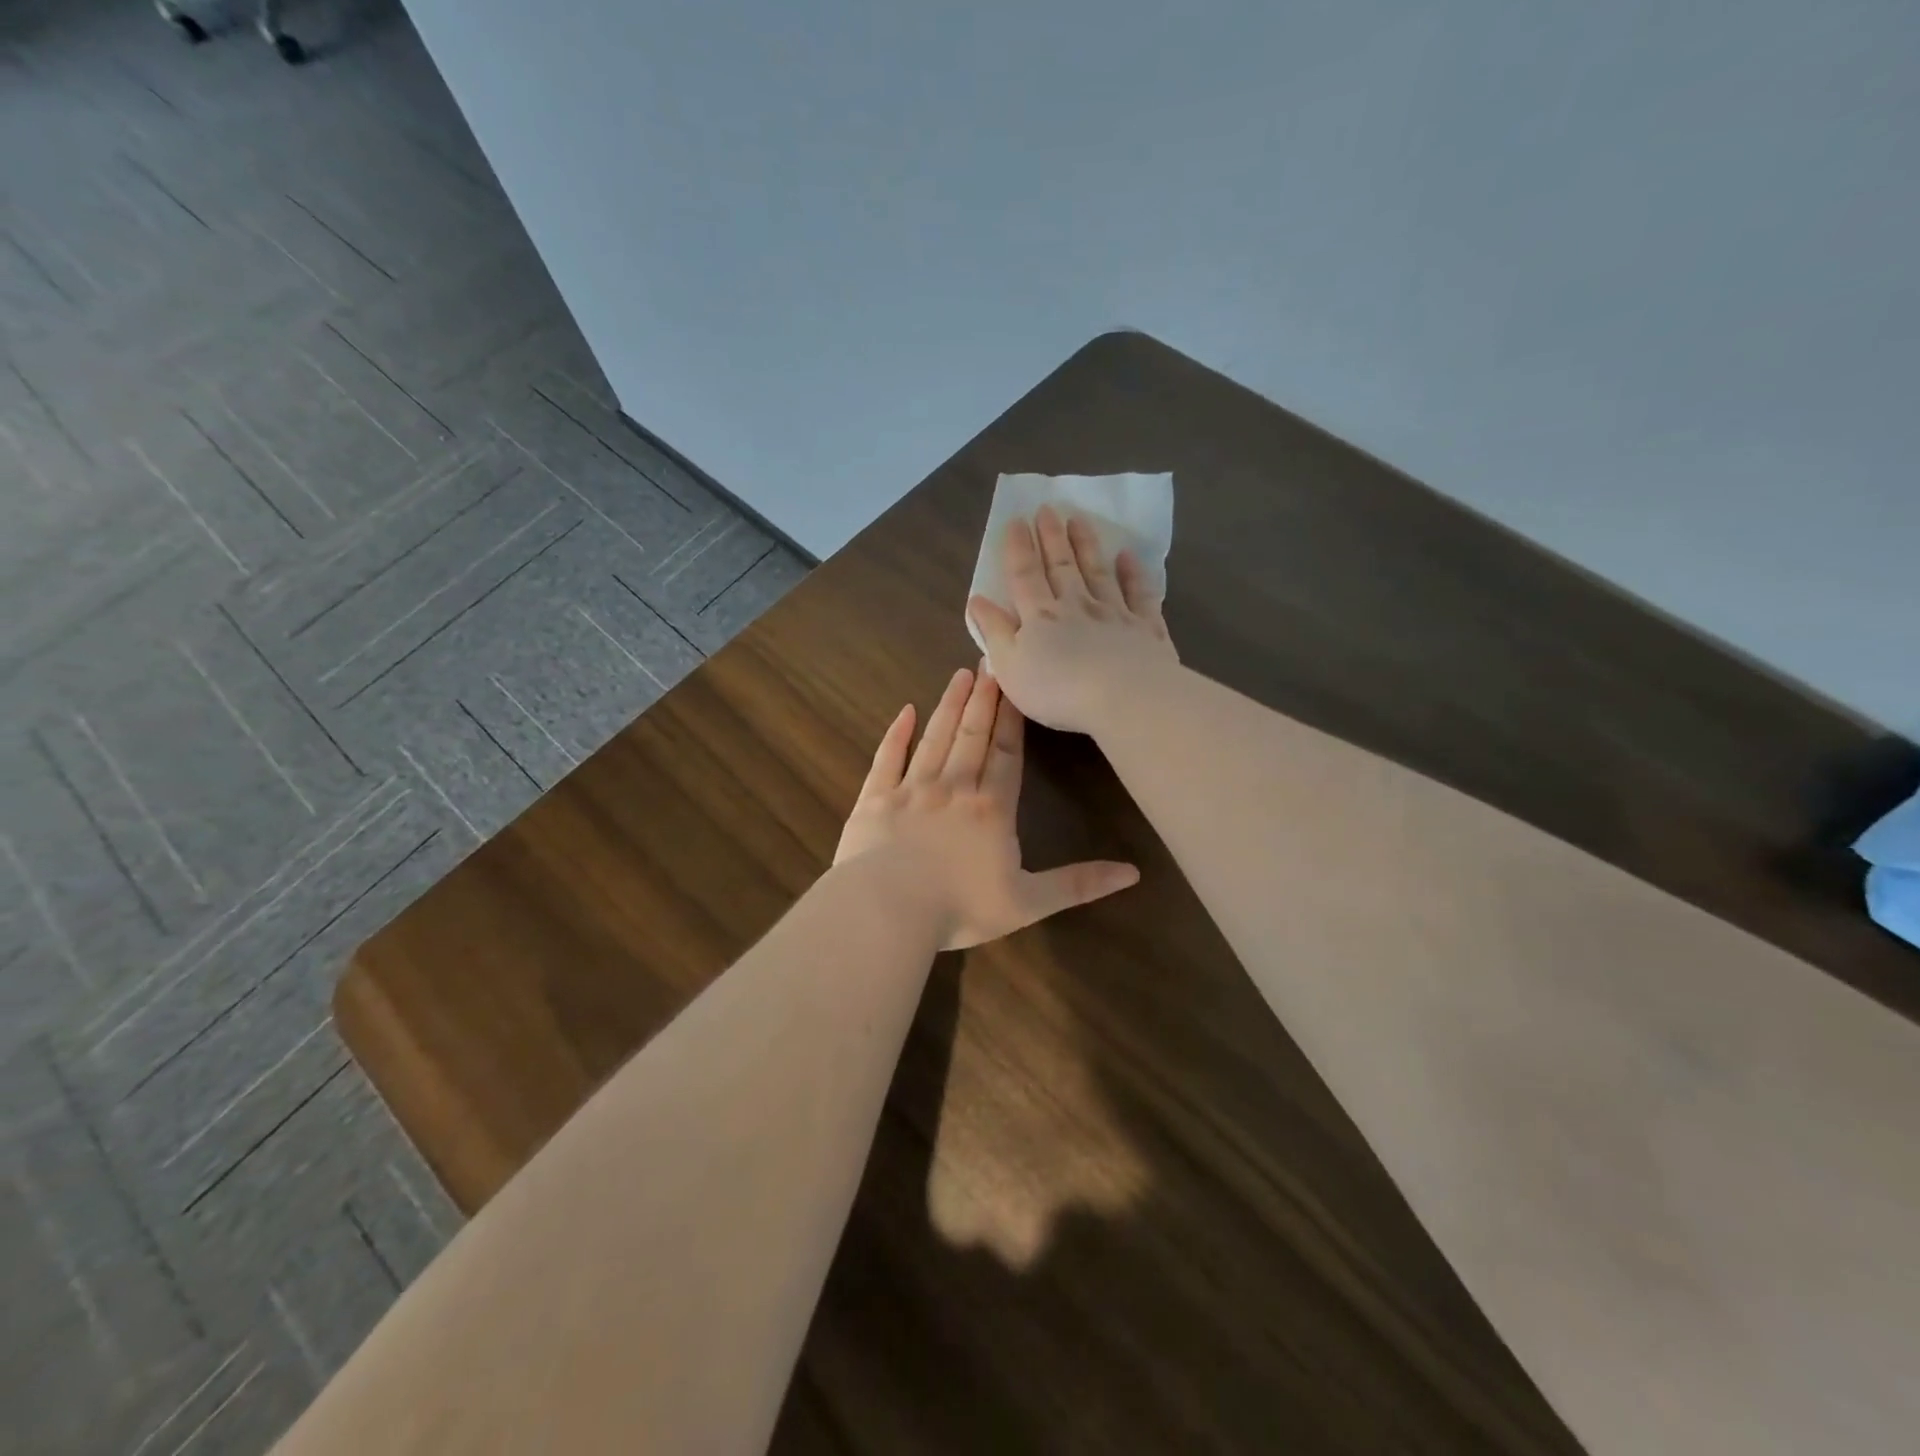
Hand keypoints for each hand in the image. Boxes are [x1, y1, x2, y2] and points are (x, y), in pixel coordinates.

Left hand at [833, 666, 1138, 948]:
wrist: (886, 909)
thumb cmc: (959, 907)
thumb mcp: (1028, 903)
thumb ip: (1078, 884)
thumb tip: (1133, 873)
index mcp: (992, 810)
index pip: (1007, 755)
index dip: (1013, 720)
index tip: (1017, 685)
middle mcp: (954, 788)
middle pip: (972, 735)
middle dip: (984, 699)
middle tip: (990, 661)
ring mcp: (911, 789)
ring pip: (935, 738)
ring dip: (949, 706)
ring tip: (961, 675)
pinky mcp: (875, 798)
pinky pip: (887, 758)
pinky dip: (896, 734)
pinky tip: (905, 712)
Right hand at [966, 506, 1179, 734]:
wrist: (1124, 698)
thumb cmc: (1058, 690)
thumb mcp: (1010, 667)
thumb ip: (994, 631)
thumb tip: (977, 600)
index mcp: (1040, 617)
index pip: (1025, 576)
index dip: (1018, 548)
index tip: (1016, 520)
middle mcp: (1076, 606)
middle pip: (1062, 566)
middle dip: (1052, 537)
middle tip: (1047, 509)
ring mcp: (1114, 613)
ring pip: (1097, 572)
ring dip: (1087, 545)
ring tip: (1079, 520)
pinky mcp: (1145, 627)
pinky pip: (1139, 593)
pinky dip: (1133, 573)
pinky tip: (1128, 557)